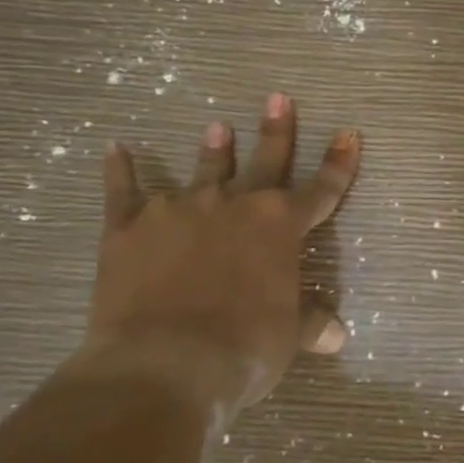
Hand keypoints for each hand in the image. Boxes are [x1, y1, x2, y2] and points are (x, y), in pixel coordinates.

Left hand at [83, 93, 359, 428]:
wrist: (164, 364)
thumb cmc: (242, 350)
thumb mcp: (287, 339)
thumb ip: (309, 324)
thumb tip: (337, 335)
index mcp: (279, 228)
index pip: (320, 191)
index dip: (338, 165)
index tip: (348, 134)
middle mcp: (233, 206)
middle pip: (263, 162)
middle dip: (274, 131)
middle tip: (277, 98)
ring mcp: (179, 211)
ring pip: (202, 171)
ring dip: (212, 150)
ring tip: (217, 126)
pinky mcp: (128, 227)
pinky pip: (123, 191)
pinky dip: (119, 170)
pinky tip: (115, 150)